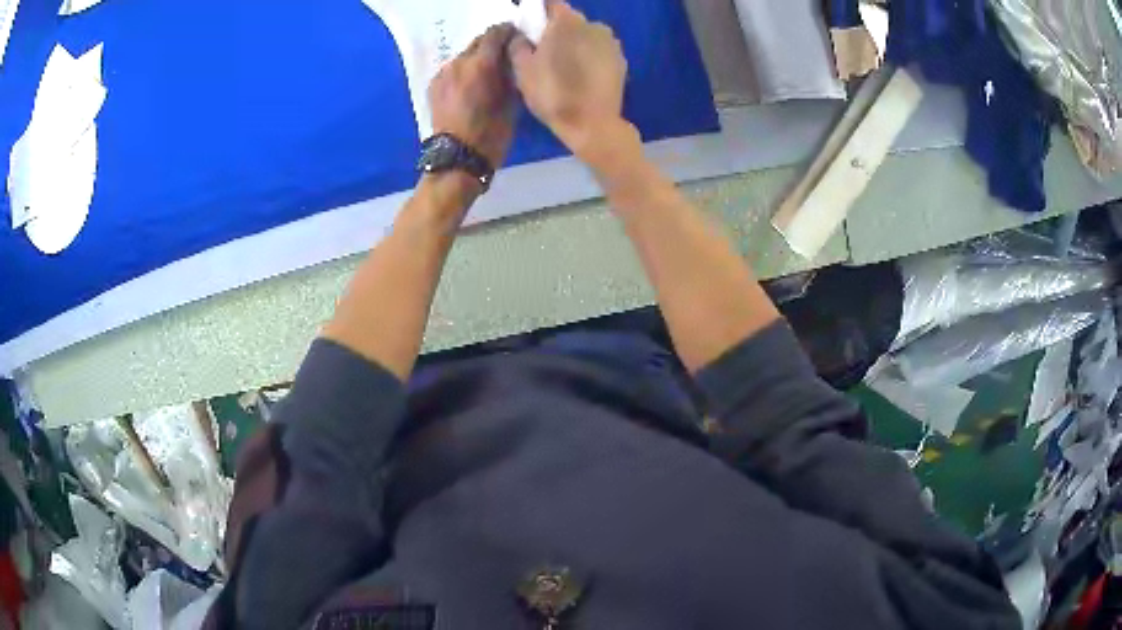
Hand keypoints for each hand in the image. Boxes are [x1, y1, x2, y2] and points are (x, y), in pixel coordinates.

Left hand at [429, 24, 517, 170]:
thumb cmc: (491, 134)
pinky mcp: (433, 86)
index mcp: (480, 64)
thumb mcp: (511, 101)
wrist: (457, 159)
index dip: (509, 32)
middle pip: (478, 41)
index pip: (496, 33)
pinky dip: (463, 72)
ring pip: (464, 55)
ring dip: (477, 59)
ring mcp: (443, 74)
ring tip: (487, 75)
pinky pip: (452, 69)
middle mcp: (458, 63)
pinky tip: (471, 87)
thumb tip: (514, 58)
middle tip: (505, 58)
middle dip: (492, 45)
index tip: (518, 40)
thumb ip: (510, 73)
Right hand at [508, 0, 628, 160]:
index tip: (531, 27)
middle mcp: (594, 25)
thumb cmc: (552, 93)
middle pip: (570, 20)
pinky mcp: (622, 61)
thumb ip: (518, 44)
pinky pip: (599, 52)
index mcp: (568, 22)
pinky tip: (582, 77)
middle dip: (557, 31)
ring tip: (564, 67)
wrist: (592, 125)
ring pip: (587, 36)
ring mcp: (612, 43)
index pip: (552, 4)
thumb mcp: (522, 69)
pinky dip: (590, 58)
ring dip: (575, 44)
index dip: (539, 13)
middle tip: (543, 51)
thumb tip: (522, 35)